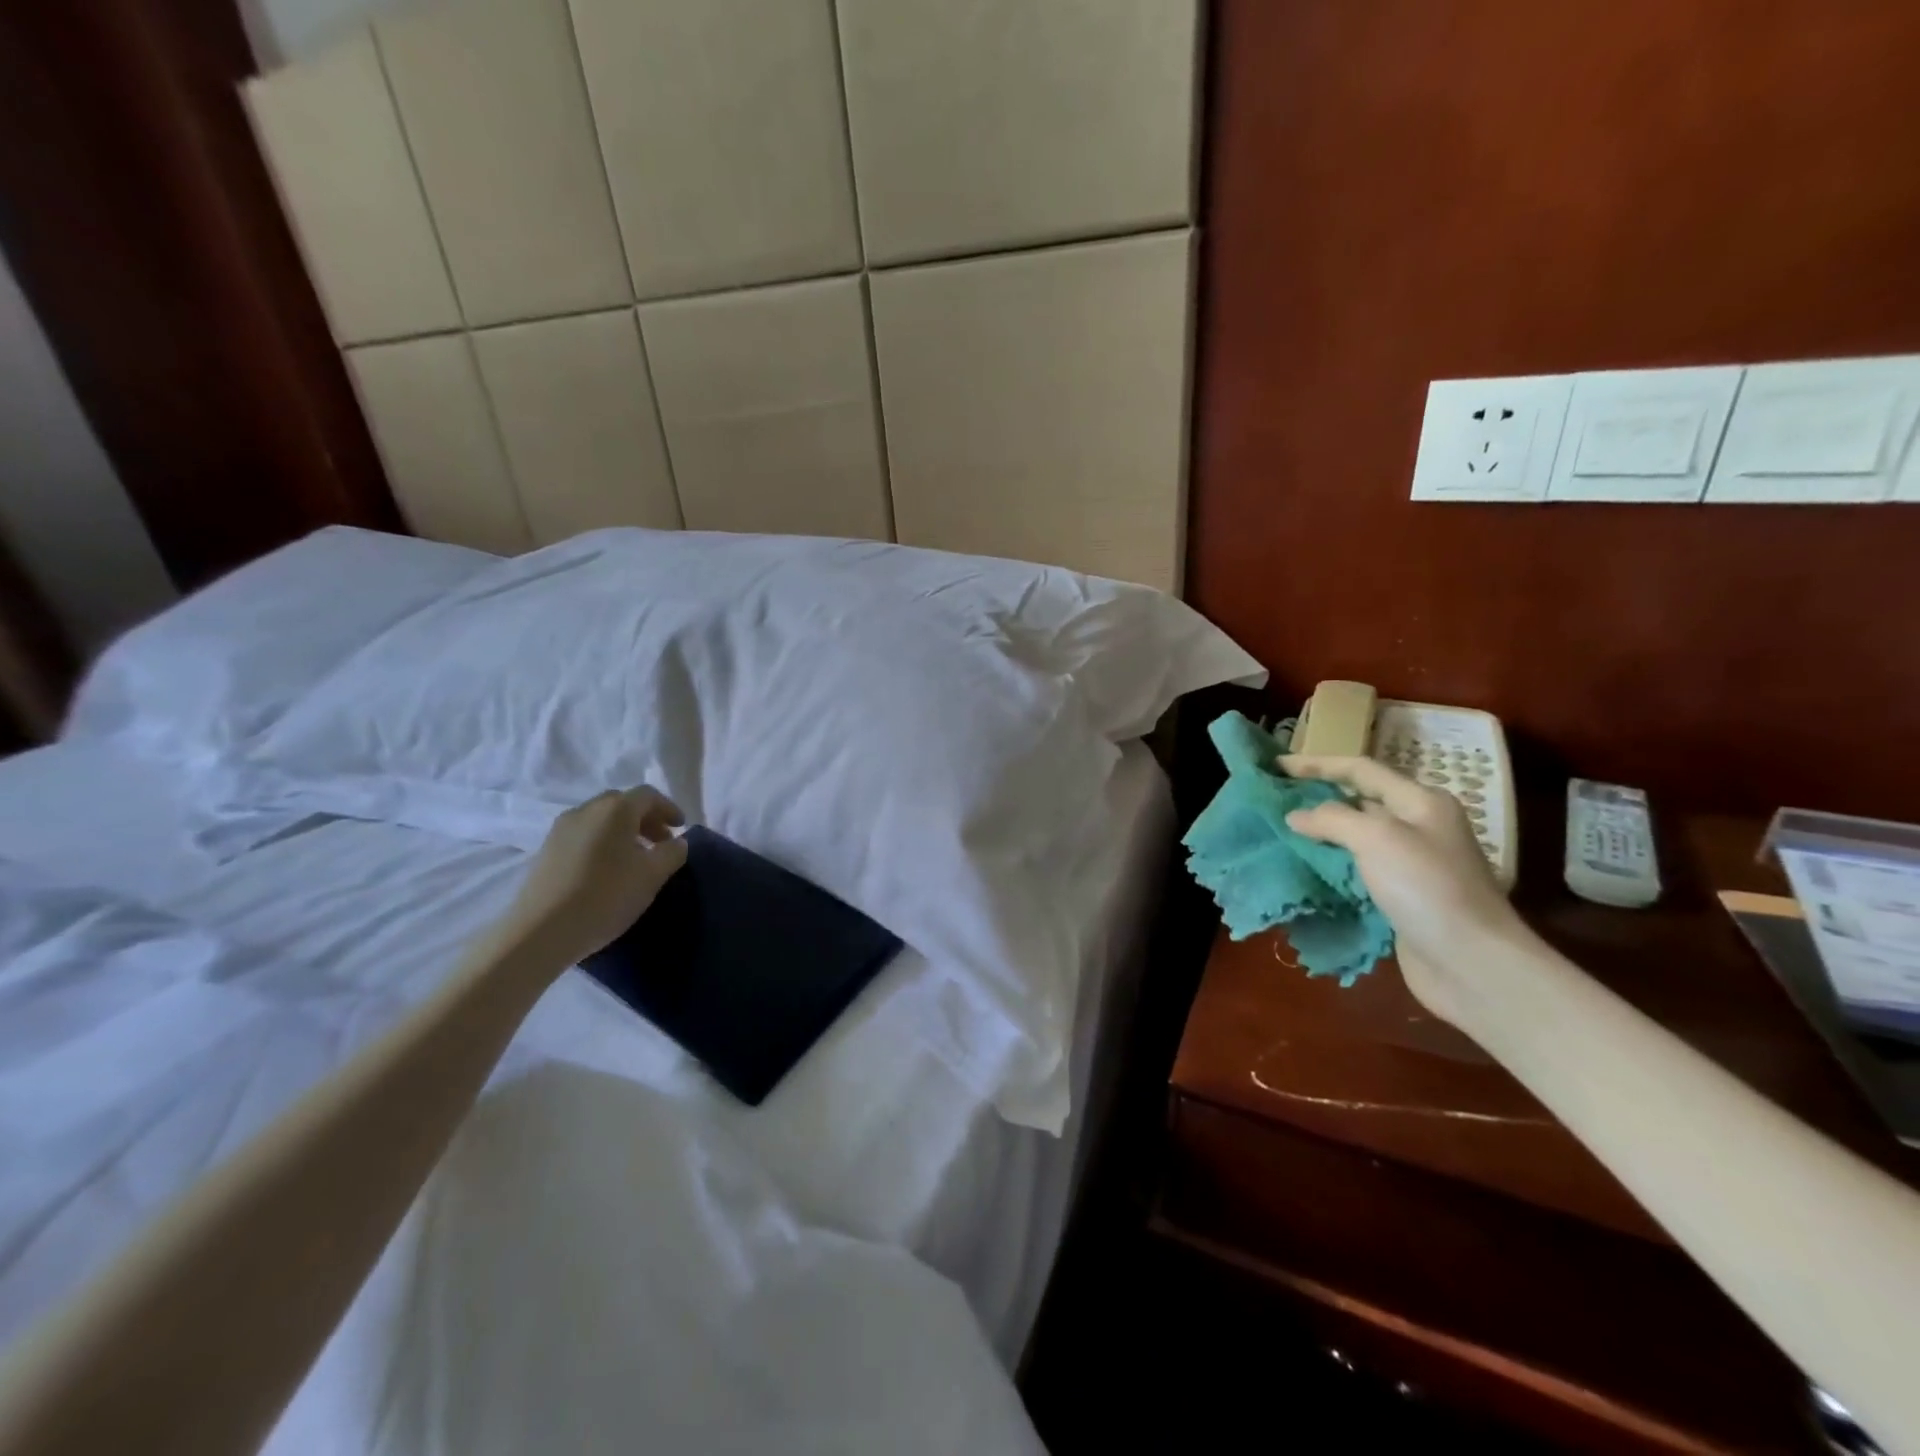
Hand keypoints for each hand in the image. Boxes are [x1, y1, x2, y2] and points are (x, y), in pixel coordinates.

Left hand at [506, 787, 687, 965]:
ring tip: (634, 859)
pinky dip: (602, 842)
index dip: (668, 808)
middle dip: (645, 819)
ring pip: (601, 819)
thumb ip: (672, 852)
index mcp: (615, 809)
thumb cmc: (606, 896)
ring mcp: (561, 829)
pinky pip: (583, 835)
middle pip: (622, 803)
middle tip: (660, 842)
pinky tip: (607, 869)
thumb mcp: (653, 875)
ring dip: (623, 831)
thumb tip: (677, 842)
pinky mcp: (547, 850)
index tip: (680, 829)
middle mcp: (586, 809)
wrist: (541, 931)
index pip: (648, 795)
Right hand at [1280, 754, 1529, 1025]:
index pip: (1360, 769)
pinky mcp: (1401, 897)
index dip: (1316, 764)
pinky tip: (1304, 868)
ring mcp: (1410, 864)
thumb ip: (1332, 818)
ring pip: (1355, 837)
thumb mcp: (1377, 839)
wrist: (1472, 964)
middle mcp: (1418, 827)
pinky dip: (1329, 865)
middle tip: (1274, 797)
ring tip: (1280, 830)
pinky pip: (1356, 870)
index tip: (1275, 766)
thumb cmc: (1427, 888)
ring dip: (1319, 833)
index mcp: (1420, 802)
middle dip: (1316, 796)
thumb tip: (1296, 815)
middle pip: (1359, 800)